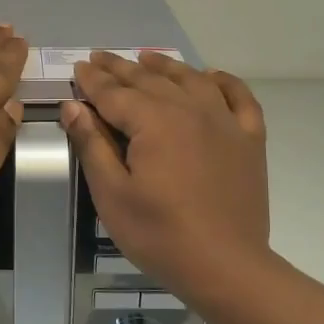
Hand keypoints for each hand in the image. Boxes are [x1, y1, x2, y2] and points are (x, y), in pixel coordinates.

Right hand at [62, 52, 270, 305]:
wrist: (226, 267)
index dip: (92, 81)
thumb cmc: (160, 234)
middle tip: (100, 57)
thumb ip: (92, 145)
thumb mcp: (112, 194)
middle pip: (150, 81)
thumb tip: (73, 106)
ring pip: (191, 81)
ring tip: (147, 58)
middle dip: (121, 68)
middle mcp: (190, 110)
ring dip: (166, 67)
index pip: (114, 93)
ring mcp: (225, 122)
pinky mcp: (249, 140)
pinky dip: (224, 82)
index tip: (78, 68)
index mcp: (154, 122)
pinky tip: (211, 77)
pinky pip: (239, 98)